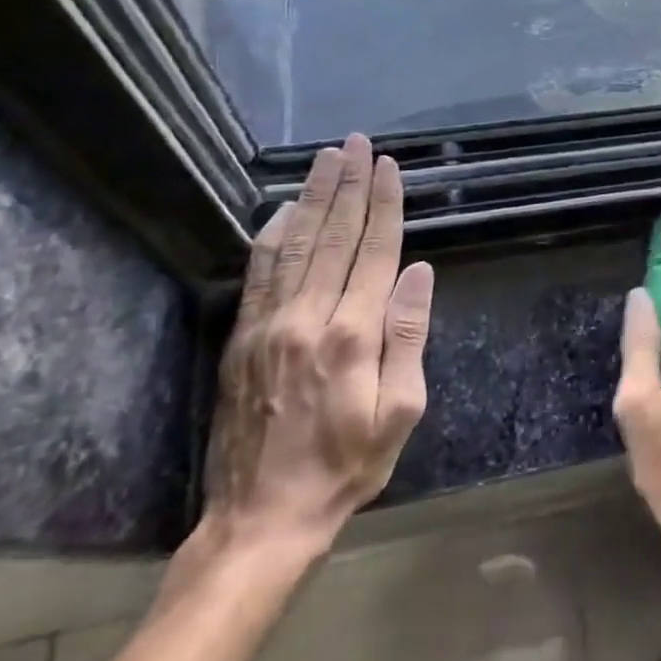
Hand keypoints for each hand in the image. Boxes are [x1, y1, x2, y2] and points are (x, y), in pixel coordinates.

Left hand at [202, 133, 434, 560]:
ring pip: (294, 245)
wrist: (261, 518)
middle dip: (348, 186)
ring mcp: (268, 325)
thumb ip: (407, 335)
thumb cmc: (346, 466)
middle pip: (333, 237)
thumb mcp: (400, 410)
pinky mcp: (243, 338)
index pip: (374, 252)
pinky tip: (284, 210)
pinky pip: (259, 273)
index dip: (383, 205)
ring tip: (326, 159)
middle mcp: (308, 318)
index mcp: (352, 335)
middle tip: (356, 143)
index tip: (388, 167)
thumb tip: (418, 272)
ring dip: (313, 197)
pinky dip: (273, 235)